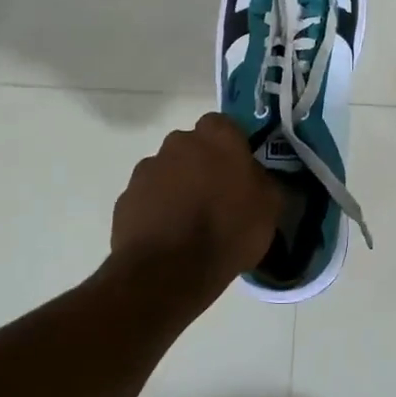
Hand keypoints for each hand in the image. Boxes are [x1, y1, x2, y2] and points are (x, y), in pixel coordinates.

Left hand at [111, 113, 281, 289]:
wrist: (169, 271)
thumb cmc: (229, 231)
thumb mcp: (270, 207)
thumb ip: (262, 180)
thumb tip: (254, 176)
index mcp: (217, 137)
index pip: (224, 125)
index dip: (231, 147)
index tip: (238, 171)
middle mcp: (178, 143)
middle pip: (192, 147)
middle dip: (202, 165)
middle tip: (216, 197)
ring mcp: (147, 169)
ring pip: (168, 171)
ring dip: (177, 187)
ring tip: (189, 222)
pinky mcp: (125, 198)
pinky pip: (148, 198)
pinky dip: (157, 210)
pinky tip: (169, 236)